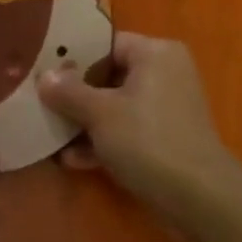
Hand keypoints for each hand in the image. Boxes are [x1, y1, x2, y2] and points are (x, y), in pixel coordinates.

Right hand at [38, 33, 241, 222]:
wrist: (199, 198)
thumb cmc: (147, 140)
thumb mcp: (99, 113)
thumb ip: (68, 91)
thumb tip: (44, 76)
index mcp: (155, 54)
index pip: (105, 44)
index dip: (73, 58)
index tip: (43, 72)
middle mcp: (164, 73)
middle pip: (108, 76)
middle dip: (74, 95)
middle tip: (41, 104)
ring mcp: (166, 108)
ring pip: (115, 106)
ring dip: (84, 123)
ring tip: (50, 136)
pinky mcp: (165, 138)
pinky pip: (126, 130)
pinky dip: (102, 142)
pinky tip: (71, 160)